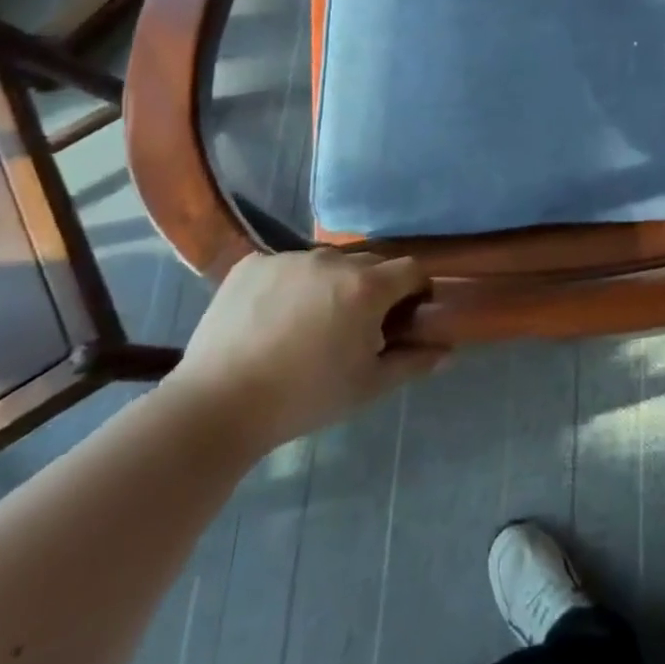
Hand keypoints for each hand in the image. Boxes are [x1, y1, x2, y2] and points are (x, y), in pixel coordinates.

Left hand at [164, 250, 445, 457]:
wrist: (218, 406)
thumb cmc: (305, 398)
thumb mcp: (368, 386)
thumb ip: (413, 362)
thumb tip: (446, 350)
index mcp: (367, 287)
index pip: (411, 269)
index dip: (416, 290)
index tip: (407, 315)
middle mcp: (333, 260)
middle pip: (370, 264)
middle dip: (374, 288)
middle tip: (357, 326)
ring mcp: (289, 258)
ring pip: (326, 264)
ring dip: (331, 285)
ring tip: (309, 324)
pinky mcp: (252, 263)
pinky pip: (286, 266)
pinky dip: (290, 285)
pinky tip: (272, 318)